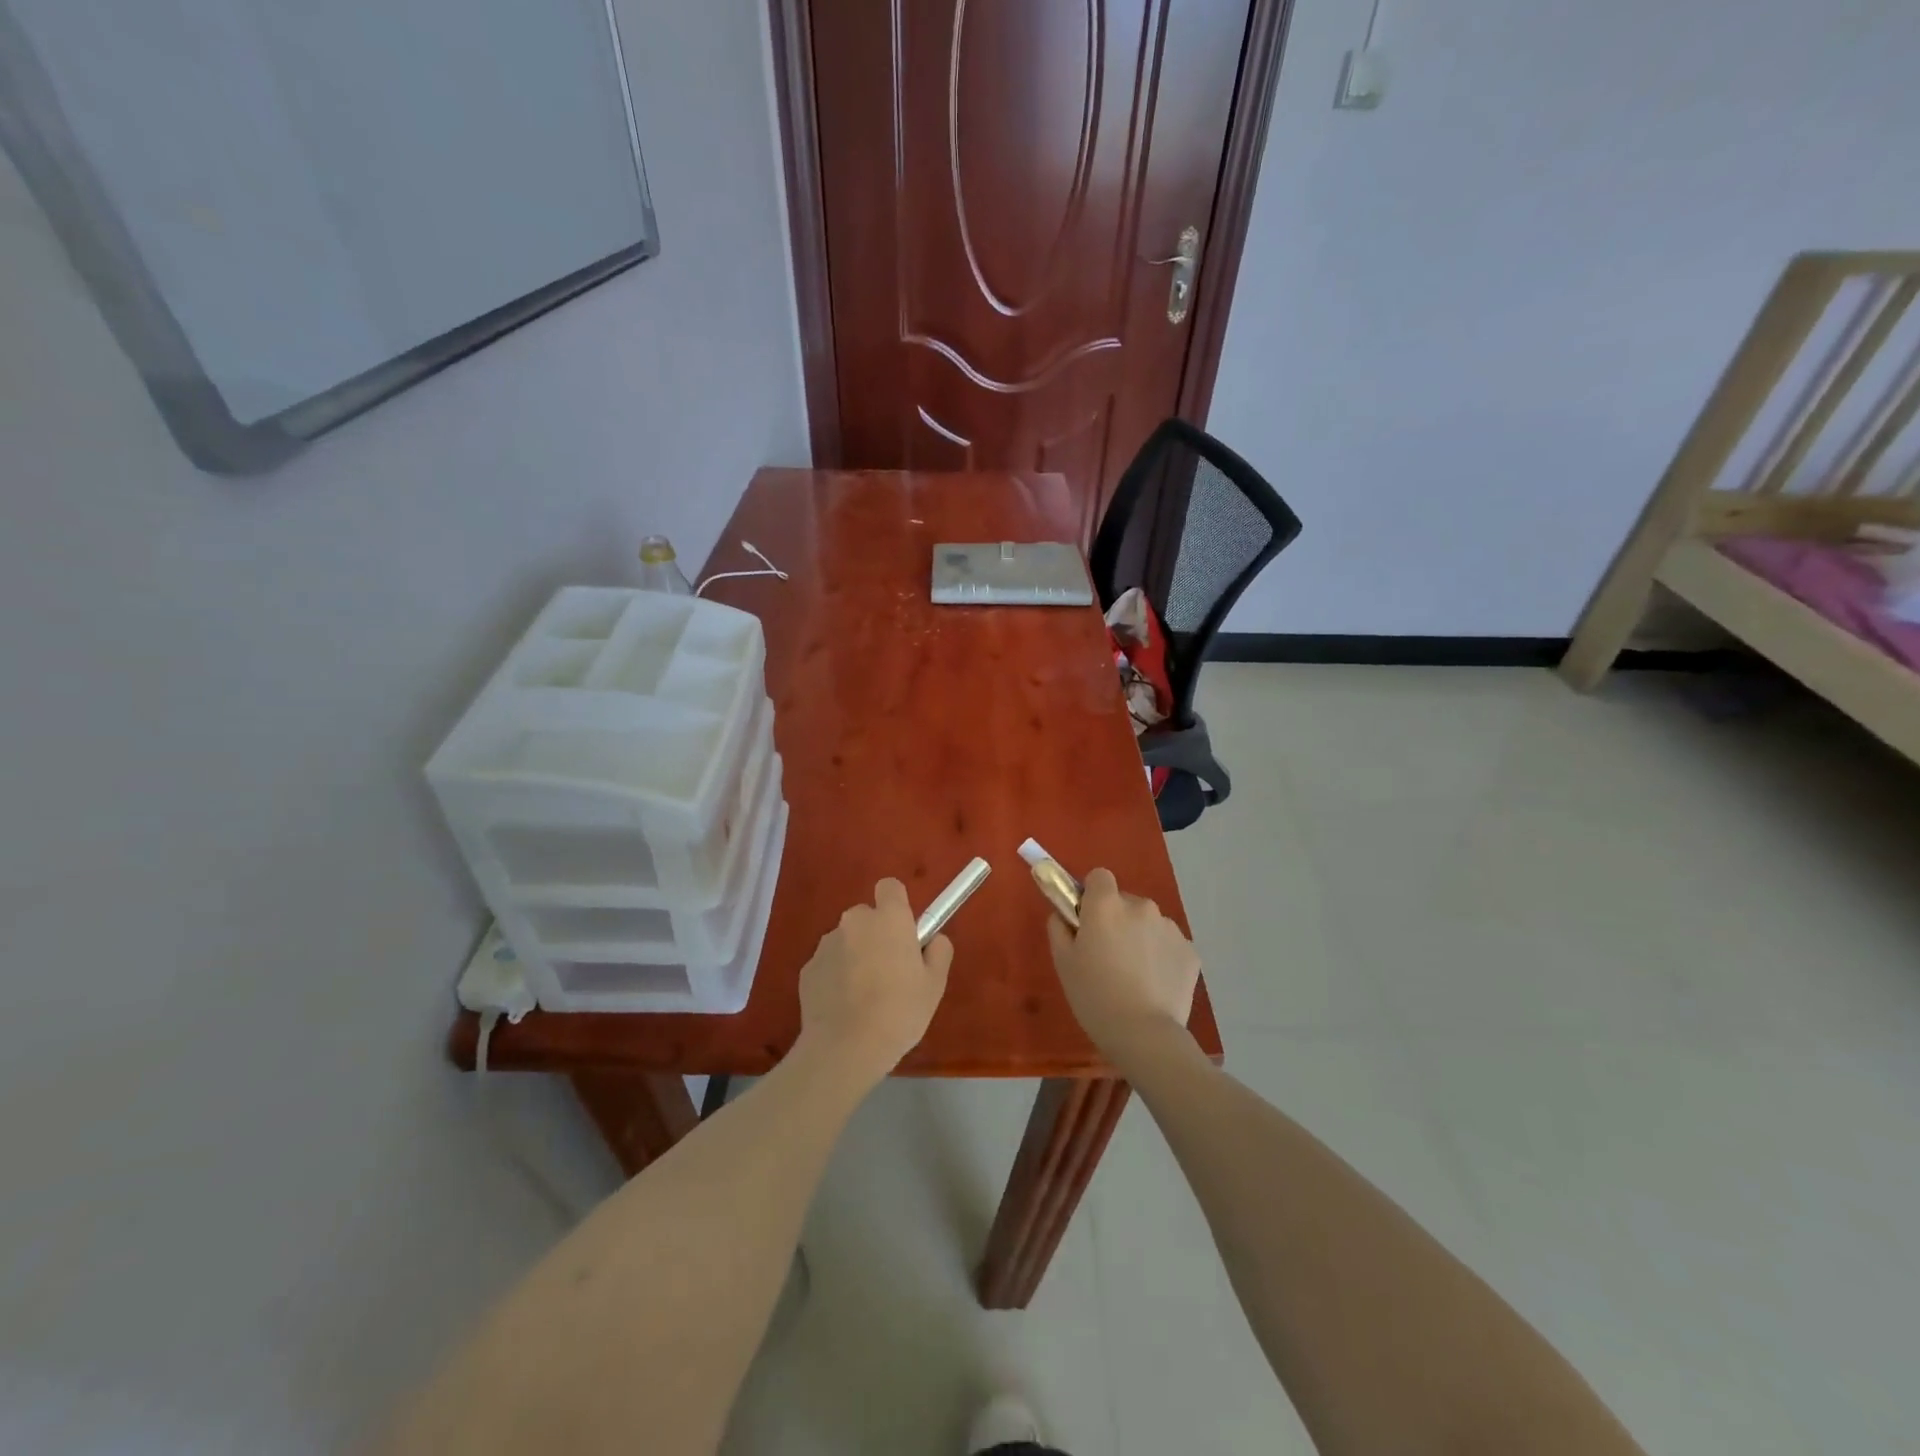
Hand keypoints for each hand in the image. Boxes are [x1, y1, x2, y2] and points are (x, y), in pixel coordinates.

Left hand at [797, 879, 952, 1088]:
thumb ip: (938, 951)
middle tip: (889, 970)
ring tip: (864, 996)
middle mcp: (854, 922)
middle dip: (876, 934)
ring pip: (846, 941)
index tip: (904, 931)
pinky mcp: (807, 970)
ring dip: (855, 956)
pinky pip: (828, 964)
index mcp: (888, 919)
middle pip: (867, 916)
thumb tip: (933, 939)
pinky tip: (844, 1008)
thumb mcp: (934, 985)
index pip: (889, 887)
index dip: (897, 904)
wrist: (845, 1049)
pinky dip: (836, 978)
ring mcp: (826, 945)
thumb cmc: (899, 1012)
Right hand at [1046, 868, 1199, 1069]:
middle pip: (1125, 902)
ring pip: (1149, 924)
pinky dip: (1161, 958)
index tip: (1088, 920)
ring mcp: (1170, 928)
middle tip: (1108, 956)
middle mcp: (1141, 906)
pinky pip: (1169, 945)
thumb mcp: (1063, 962)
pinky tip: (1154, 986)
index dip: (1092, 895)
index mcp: (1107, 905)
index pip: (1099, 876)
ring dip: (1140, 938)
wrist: (1144, 1034)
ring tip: (1134, 977)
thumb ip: (1059, 927)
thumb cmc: (1094, 996)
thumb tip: (1064, 914)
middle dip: (1117, 920)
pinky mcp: (1190, 951)